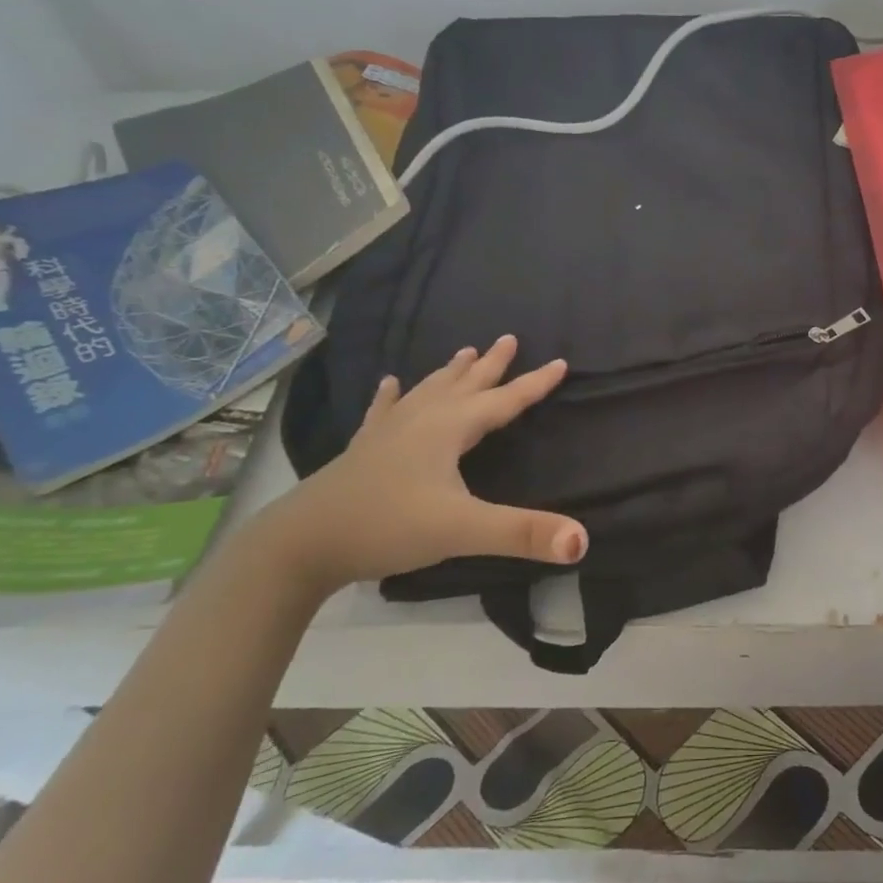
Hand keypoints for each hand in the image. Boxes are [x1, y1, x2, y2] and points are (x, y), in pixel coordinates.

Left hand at [259, 335, 584, 594]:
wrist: (301, 543)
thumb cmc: (388, 527)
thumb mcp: (463, 531)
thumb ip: (523, 534)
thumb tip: (582, 541)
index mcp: (449, 428)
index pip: (504, 400)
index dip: (535, 383)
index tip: (560, 361)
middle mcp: (421, 419)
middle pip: (465, 384)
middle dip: (491, 364)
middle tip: (509, 338)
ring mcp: (388, 431)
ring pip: (429, 391)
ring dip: (451, 372)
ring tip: (464, 352)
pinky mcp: (364, 448)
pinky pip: (384, 411)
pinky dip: (392, 396)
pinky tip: (389, 384)